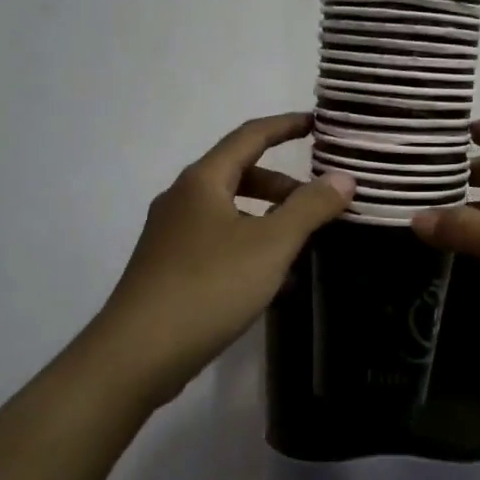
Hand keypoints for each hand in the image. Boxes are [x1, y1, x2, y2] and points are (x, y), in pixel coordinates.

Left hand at [88, 113, 353, 406]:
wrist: (136, 354)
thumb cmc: (208, 287)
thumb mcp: (270, 244)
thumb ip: (310, 208)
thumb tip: (343, 178)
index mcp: (202, 181)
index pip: (250, 136)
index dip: (286, 126)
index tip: (318, 124)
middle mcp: (182, 199)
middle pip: (239, 174)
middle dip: (282, 184)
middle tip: (319, 202)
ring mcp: (171, 235)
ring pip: (229, 212)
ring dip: (267, 219)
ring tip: (302, 245)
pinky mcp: (168, 268)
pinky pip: (218, 241)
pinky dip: (249, 246)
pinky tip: (272, 281)